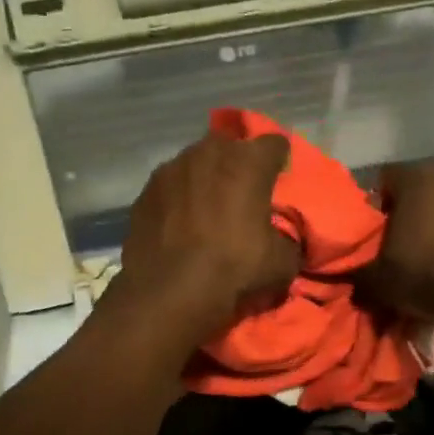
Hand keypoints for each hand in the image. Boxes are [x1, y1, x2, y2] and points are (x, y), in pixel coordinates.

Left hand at [104, 131, 299, 345]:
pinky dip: (177, 198)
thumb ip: (287, 240)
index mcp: (248, 162)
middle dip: (238, 165)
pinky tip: (179, 224)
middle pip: (231, 147)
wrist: (169, 291)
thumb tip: (282, 241)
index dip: (279, 161)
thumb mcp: (282, 262)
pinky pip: (170, 186)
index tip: (277, 180)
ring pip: (196, 163)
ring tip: (206, 210)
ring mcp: (172, 168)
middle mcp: (209, 153)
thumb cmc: (234, 268)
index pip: (274, 143)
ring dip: (205, 179)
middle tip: (241, 196)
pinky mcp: (146, 190)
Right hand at [359, 161, 433, 321]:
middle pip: (420, 191)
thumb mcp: (378, 280)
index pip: (385, 180)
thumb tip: (348, 277)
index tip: (375, 232)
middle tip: (401, 244)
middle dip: (410, 213)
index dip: (377, 205)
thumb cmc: (425, 272)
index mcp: (415, 179)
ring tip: (433, 256)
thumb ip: (357, 273)